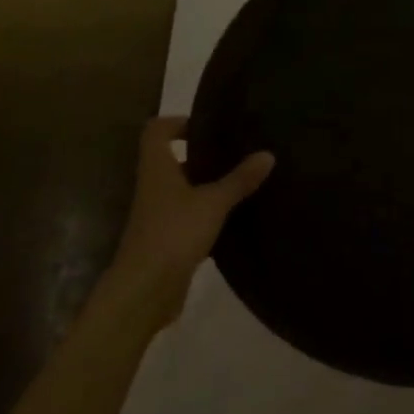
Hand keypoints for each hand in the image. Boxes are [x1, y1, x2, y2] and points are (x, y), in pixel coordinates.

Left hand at [111, 116, 273, 294]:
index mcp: (157, 169)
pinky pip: (190, 216)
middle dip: (202, 154)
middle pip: (173, 159)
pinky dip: (210, 213)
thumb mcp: (213, 203)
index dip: (178, 122)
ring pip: (184, 189)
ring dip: (208, 185)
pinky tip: (236, 216)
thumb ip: (239, 179)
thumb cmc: (174, 233)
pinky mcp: (168, 239)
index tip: (210, 125)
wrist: (145, 290)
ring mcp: (159, 215)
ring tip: (243, 180)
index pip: (156, 131)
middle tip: (237, 151)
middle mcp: (154, 187)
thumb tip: (268, 154)